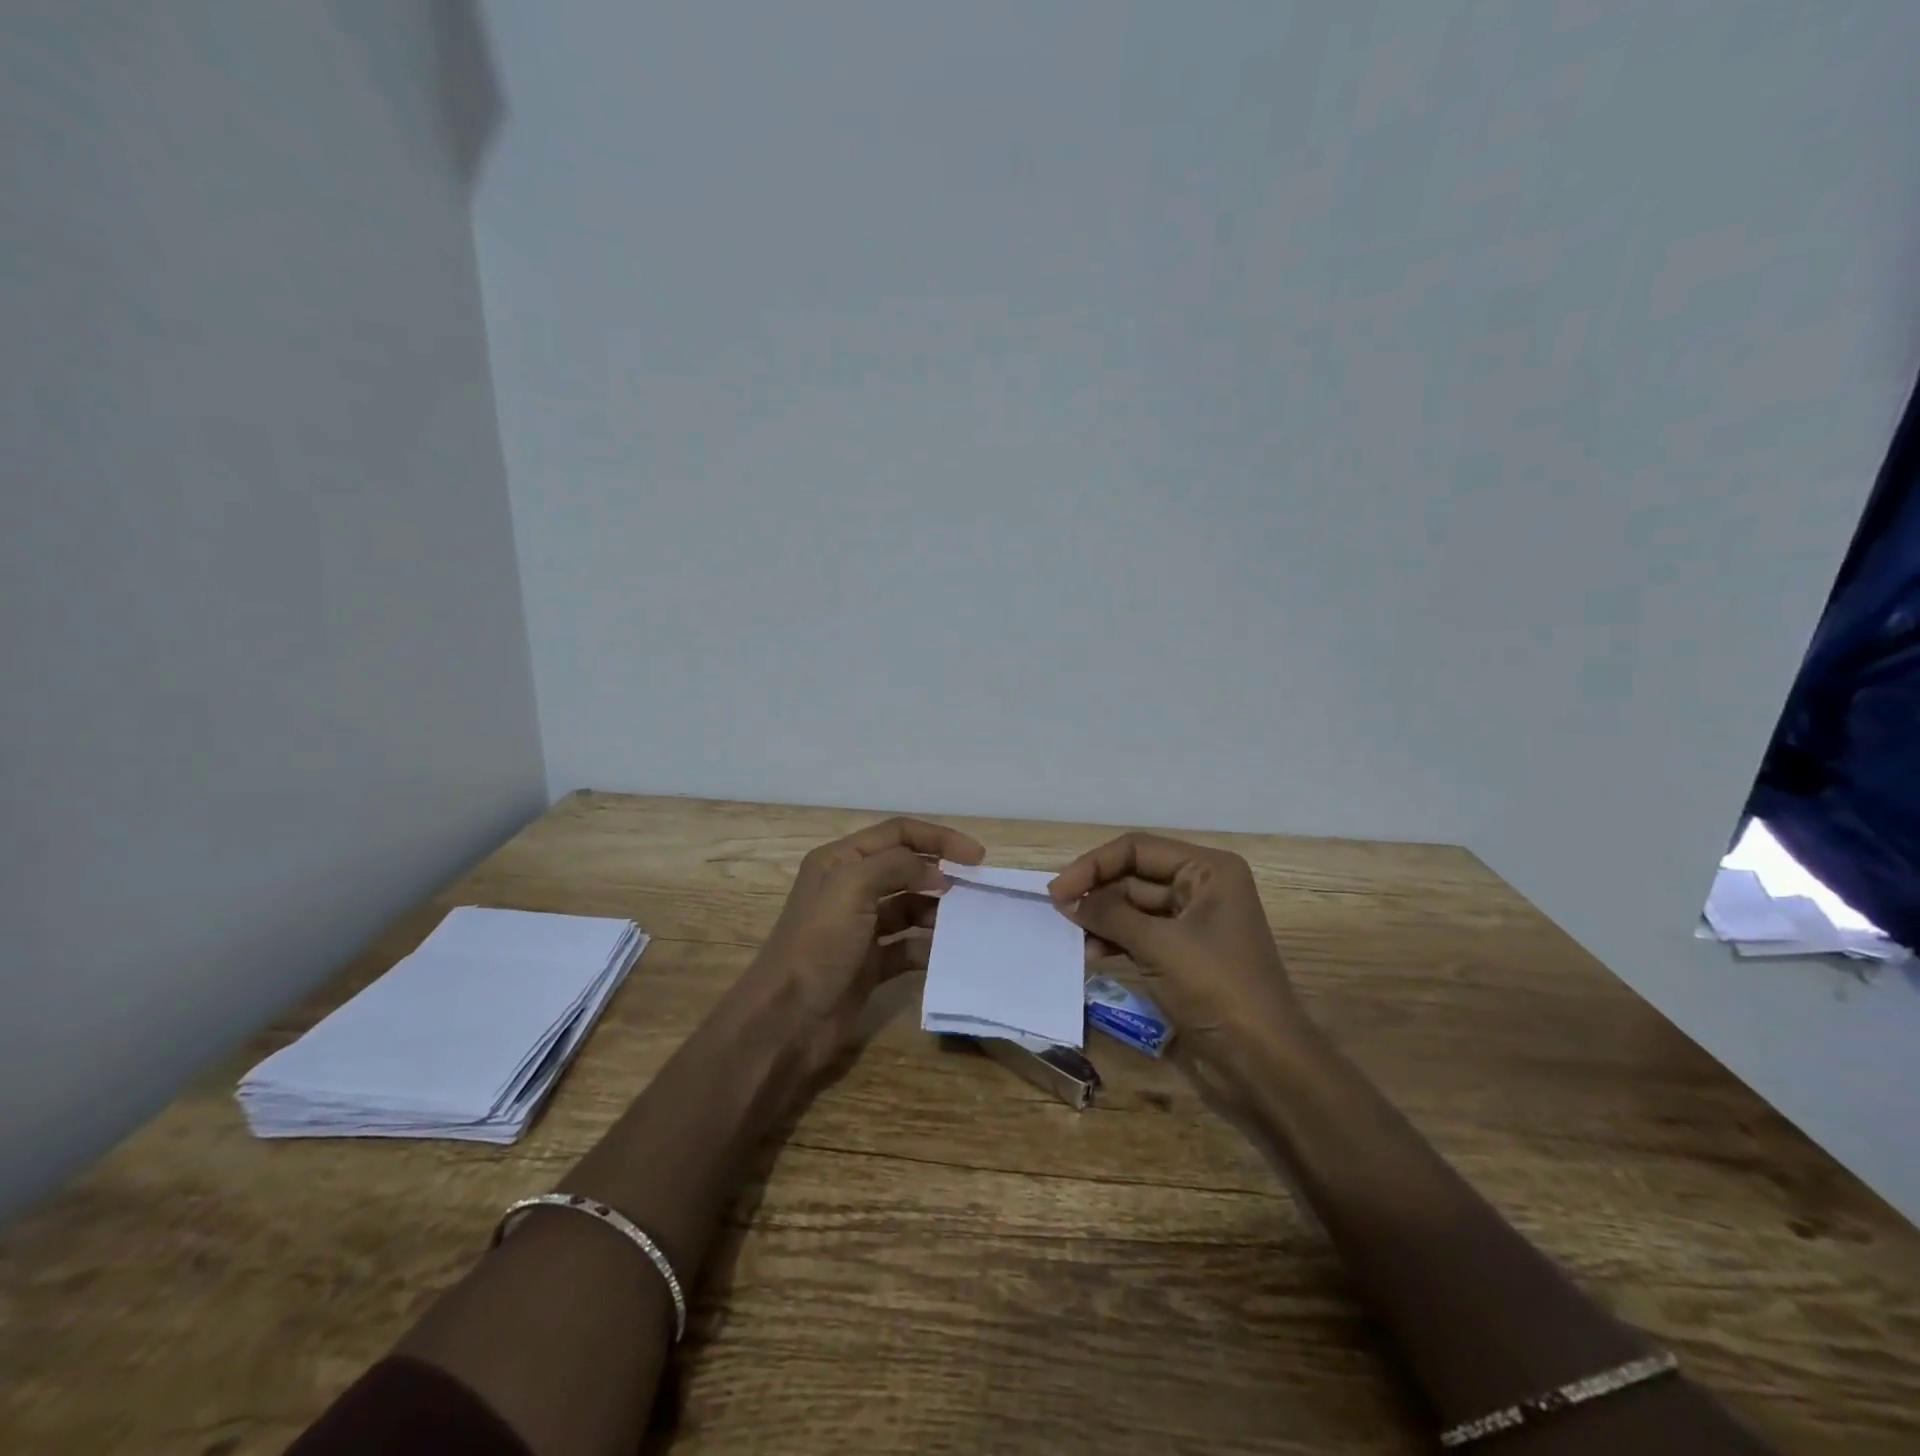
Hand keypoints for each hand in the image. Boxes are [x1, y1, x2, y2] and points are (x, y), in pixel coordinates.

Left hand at [747, 816, 984, 1074]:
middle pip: (906, 867)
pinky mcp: (871, 963)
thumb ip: (898, 866)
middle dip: (941, 872)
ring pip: (910, 907)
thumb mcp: (852, 887)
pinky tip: (951, 952)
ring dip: (938, 910)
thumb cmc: (818, 943)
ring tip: (967, 920)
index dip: (938, 838)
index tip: (976, 857)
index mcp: (840, 861)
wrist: (786, 1019)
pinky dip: (930, 947)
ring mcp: (861, 928)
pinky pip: (909, 946)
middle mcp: (851, 888)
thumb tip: (937, 873)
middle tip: (977, 888)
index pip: (898, 834)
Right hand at [1048, 832, 1306, 1066]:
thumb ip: (1109, 914)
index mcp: (1208, 870)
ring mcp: (1195, 922)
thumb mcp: (1158, 945)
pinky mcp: (1186, 954)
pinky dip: (1117, 940)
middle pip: (1135, 875)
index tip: (1057, 892)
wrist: (1264, 1062)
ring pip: (1135, 906)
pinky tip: (1093, 954)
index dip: (1093, 865)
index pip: (1137, 849)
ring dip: (1103, 918)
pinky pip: (1142, 933)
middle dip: (1098, 892)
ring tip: (1075, 937)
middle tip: (1059, 913)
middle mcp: (1203, 886)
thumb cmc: (1216, 988)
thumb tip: (1067, 899)